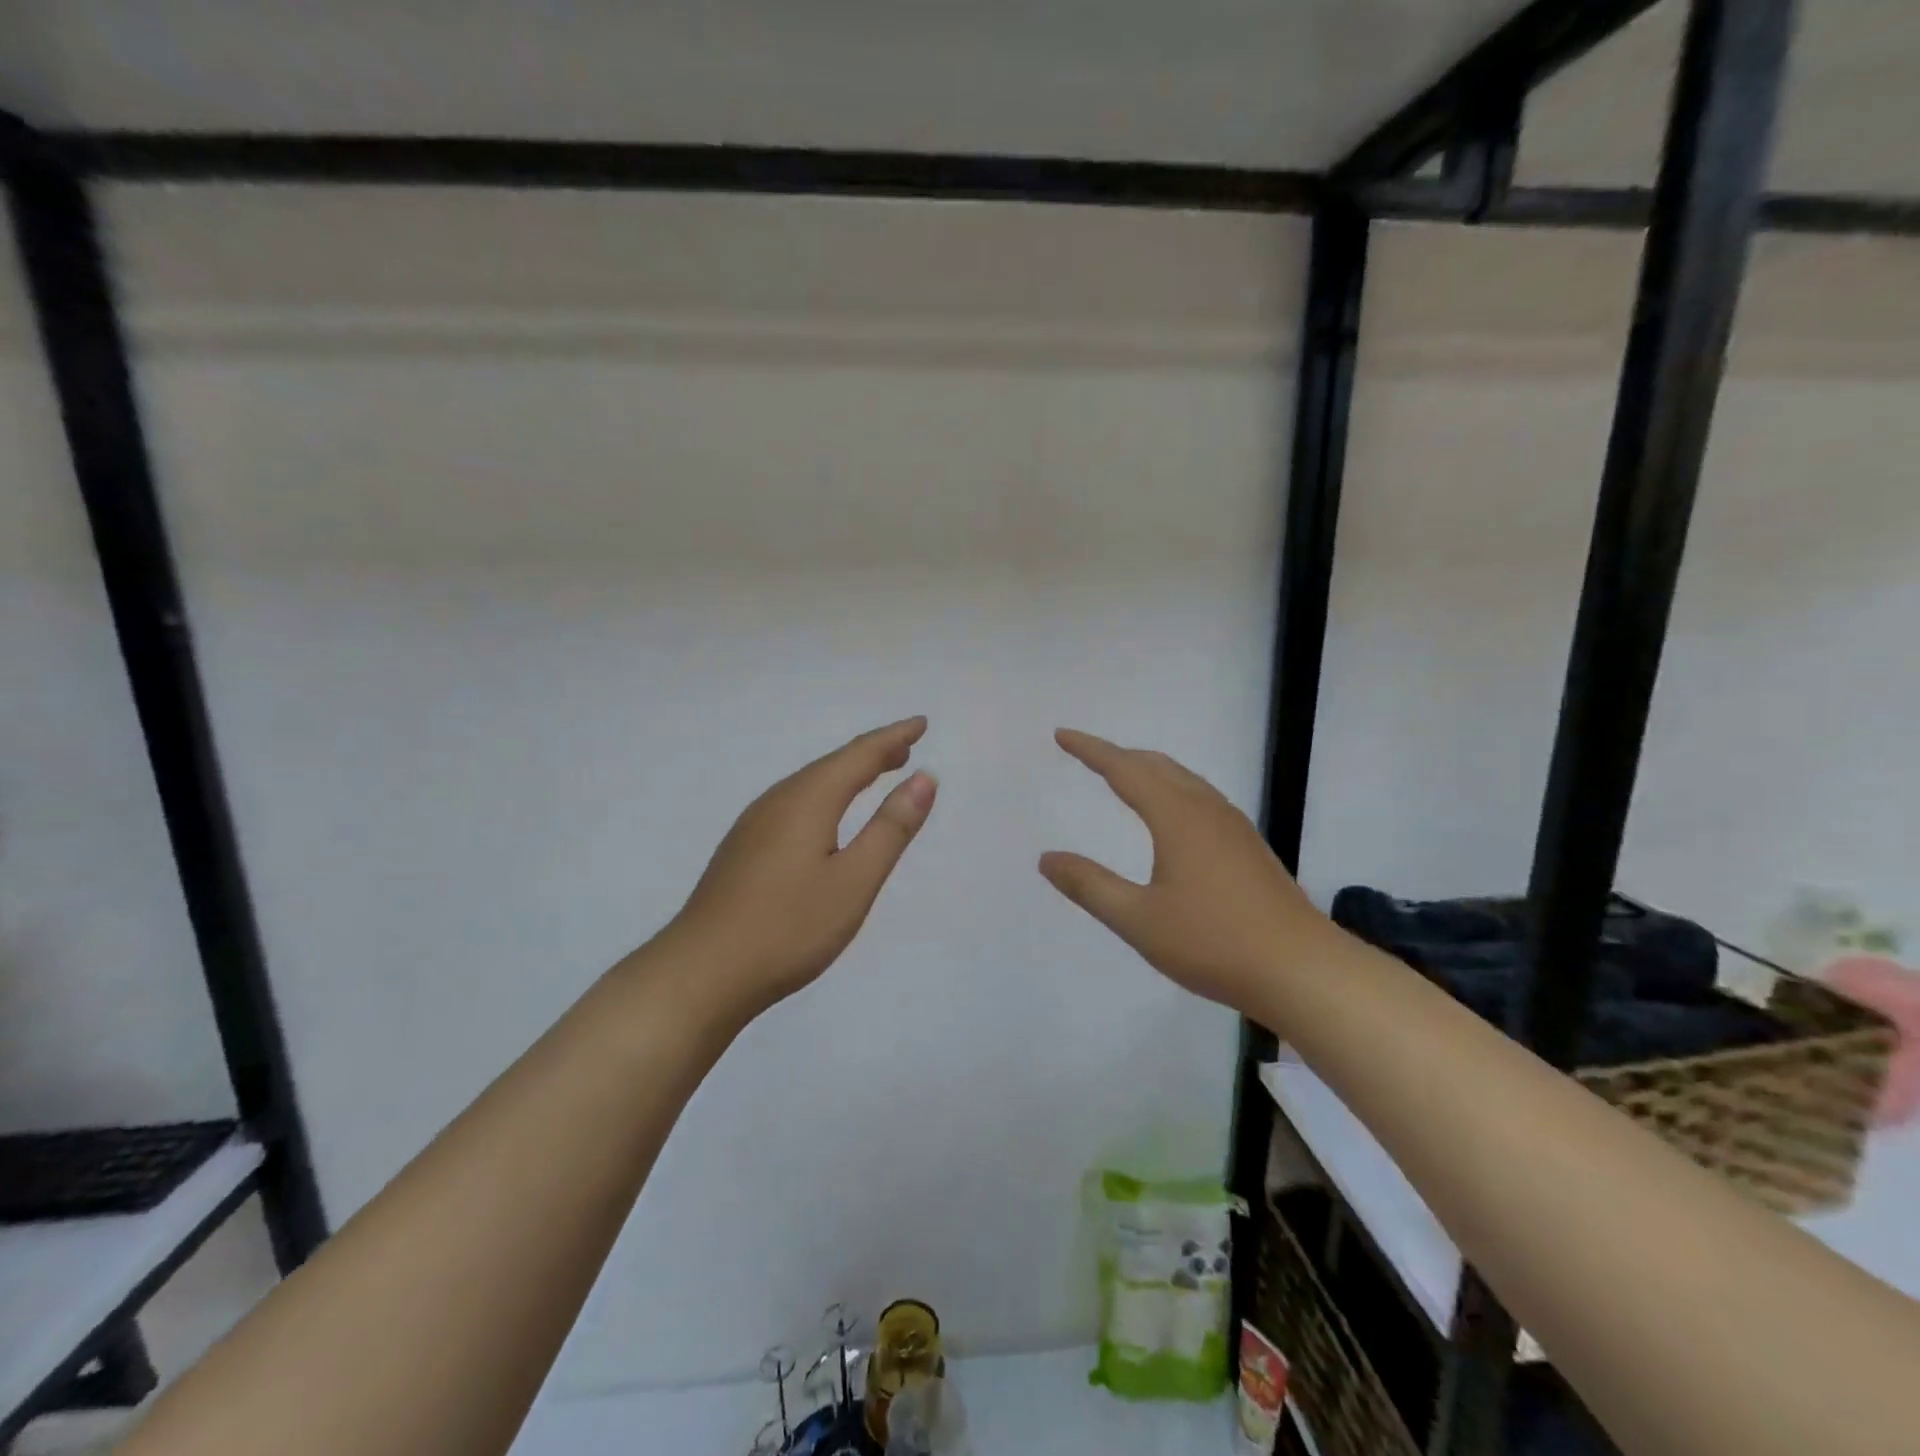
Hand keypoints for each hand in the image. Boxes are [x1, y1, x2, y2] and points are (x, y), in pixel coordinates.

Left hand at [658, 717, 936, 1022]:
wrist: (701, 973)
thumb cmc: (788, 928)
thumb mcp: (854, 881)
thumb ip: (891, 828)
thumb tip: (924, 778)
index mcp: (808, 800)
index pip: (859, 755)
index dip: (893, 738)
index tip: (921, 724)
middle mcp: (778, 801)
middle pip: (832, 764)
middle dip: (872, 752)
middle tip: (905, 747)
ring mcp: (754, 825)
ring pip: (809, 784)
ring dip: (847, 773)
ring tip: (875, 773)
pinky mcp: (743, 849)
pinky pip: (794, 803)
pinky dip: (824, 795)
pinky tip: (826, 816)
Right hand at [1038, 729, 1329, 1015]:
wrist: (1302, 970)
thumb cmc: (1214, 942)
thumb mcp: (1138, 919)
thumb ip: (1090, 885)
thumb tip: (1046, 858)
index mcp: (1177, 816)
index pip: (1124, 769)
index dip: (1090, 750)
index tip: (1062, 735)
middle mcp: (1206, 809)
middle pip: (1156, 766)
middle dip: (1118, 755)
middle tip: (1086, 755)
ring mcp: (1234, 826)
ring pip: (1183, 780)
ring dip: (1148, 770)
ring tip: (1123, 777)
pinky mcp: (1248, 847)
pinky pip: (1200, 798)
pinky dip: (1172, 789)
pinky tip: (1171, 817)